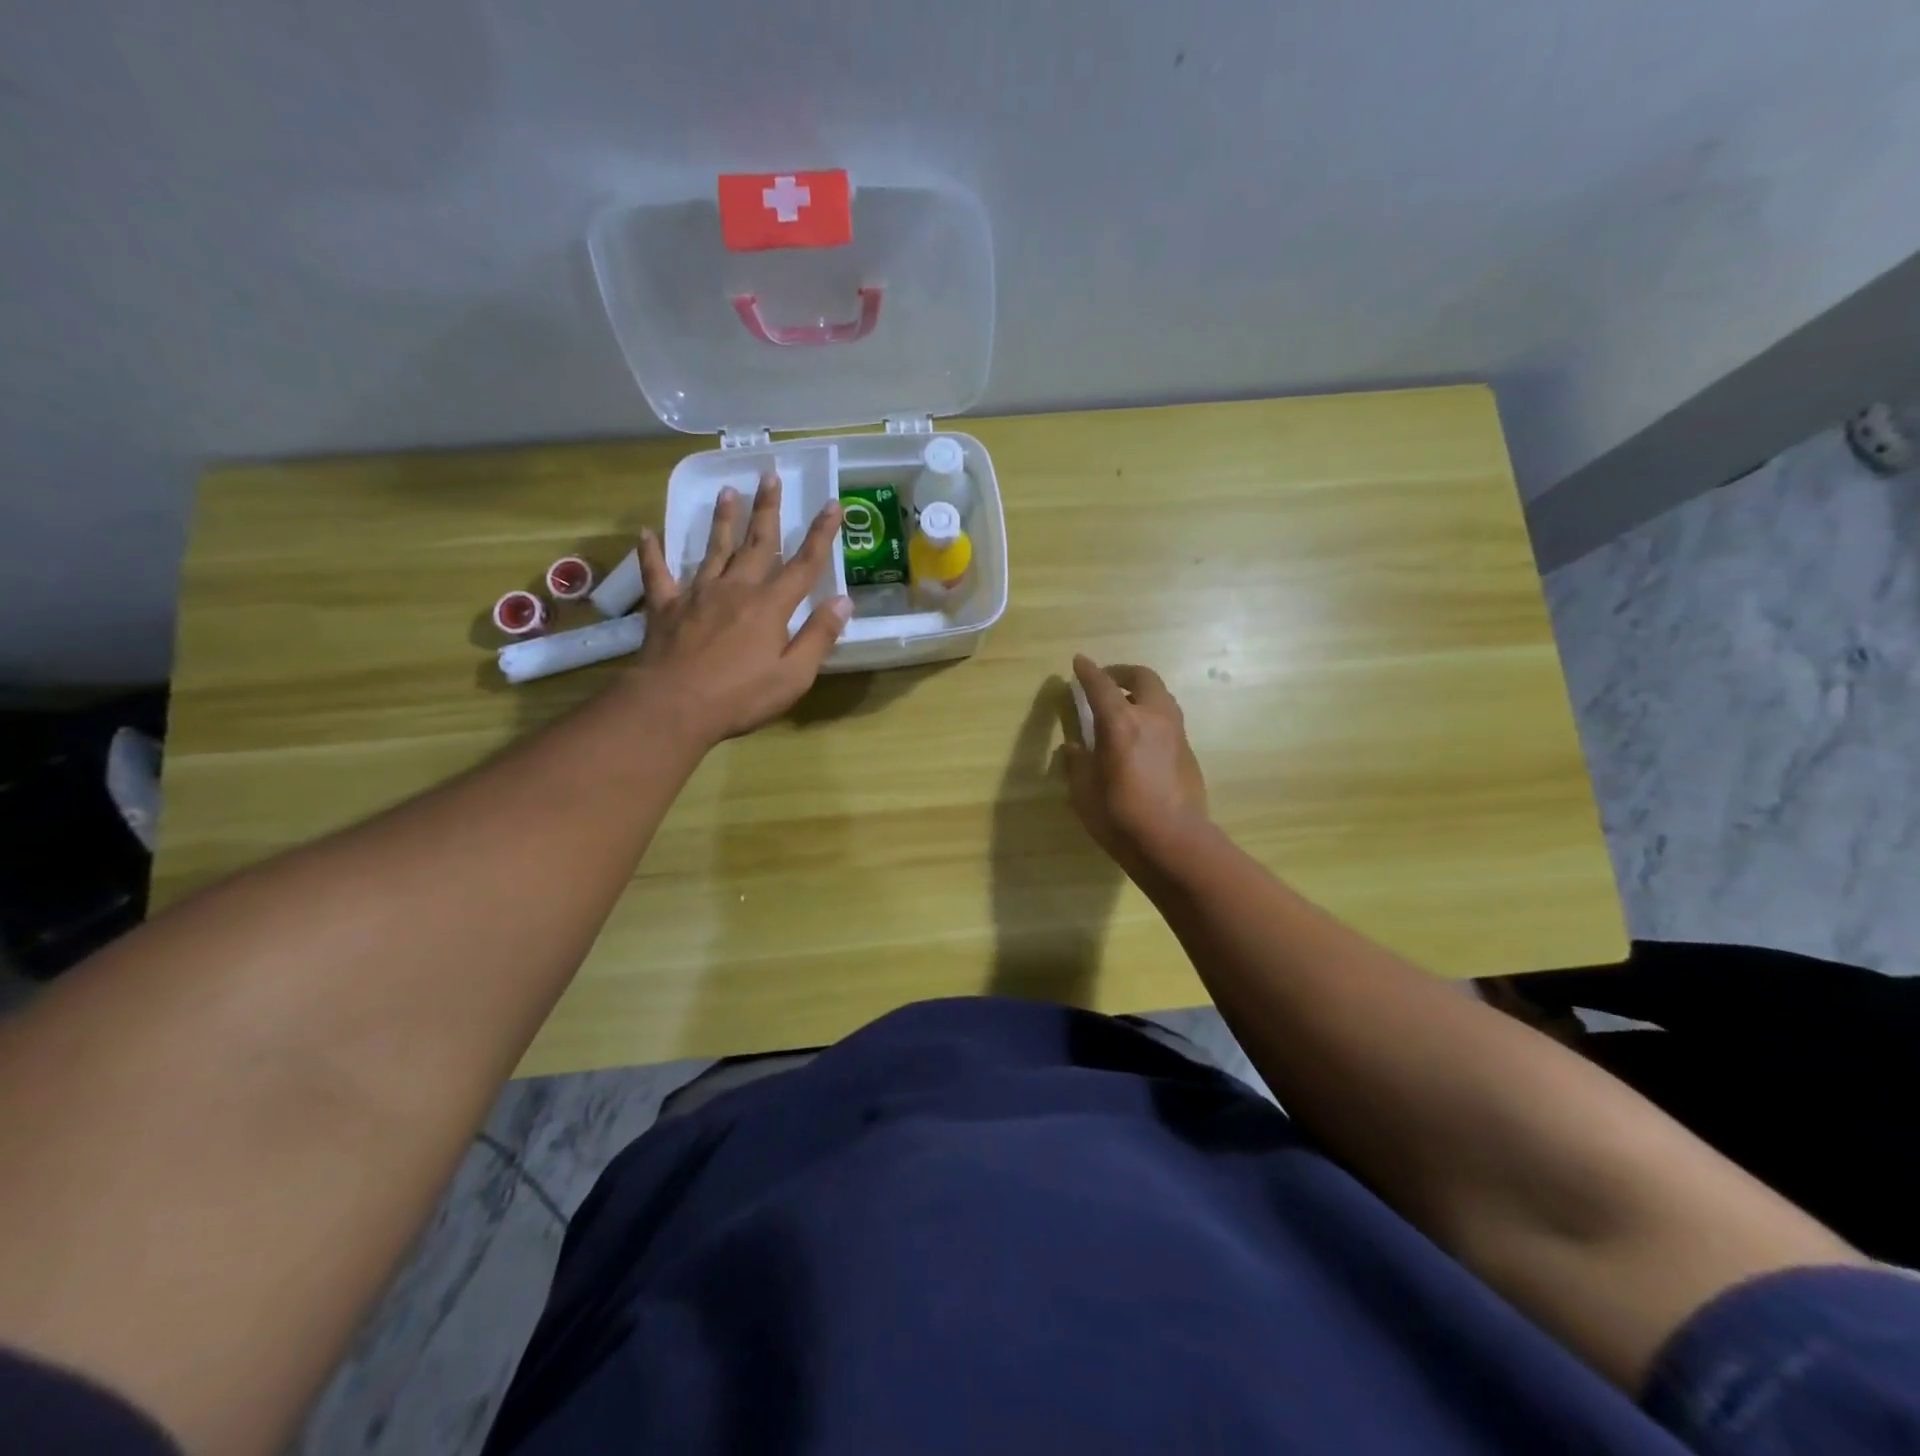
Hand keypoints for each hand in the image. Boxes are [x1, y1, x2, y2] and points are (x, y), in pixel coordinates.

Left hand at [629, 471, 849, 745]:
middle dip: (767, 509)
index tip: (832, 504)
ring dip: (722, 520)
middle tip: (770, 475)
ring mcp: (697, 594)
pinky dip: (652, 553)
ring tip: (727, 491)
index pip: (804, 564)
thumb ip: (819, 636)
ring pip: (713, 549)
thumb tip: (844, 601)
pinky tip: (647, 533)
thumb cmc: (741, 696)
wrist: (674, 705)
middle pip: (757, 543)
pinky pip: (658, 573)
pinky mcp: (666, 607)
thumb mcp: (794, 675)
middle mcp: (736, 589)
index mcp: (770, 605)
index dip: (821, 534)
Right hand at [1062, 655, 1207, 869]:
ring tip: (1125, 706)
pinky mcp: (1188, 751)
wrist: (1174, 842)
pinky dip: (1152, 716)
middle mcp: (1152, 718)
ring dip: (1141, 693)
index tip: (1079, 662)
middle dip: (1122, 673)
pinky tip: (1141, 737)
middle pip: (1142, 677)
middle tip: (1106, 681)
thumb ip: (1077, 762)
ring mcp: (1175, 733)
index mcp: (1120, 723)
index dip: (1088, 672)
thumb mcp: (1084, 791)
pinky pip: (1168, 720)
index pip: (1101, 686)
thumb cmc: (1120, 816)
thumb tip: (1073, 747)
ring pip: (1161, 696)